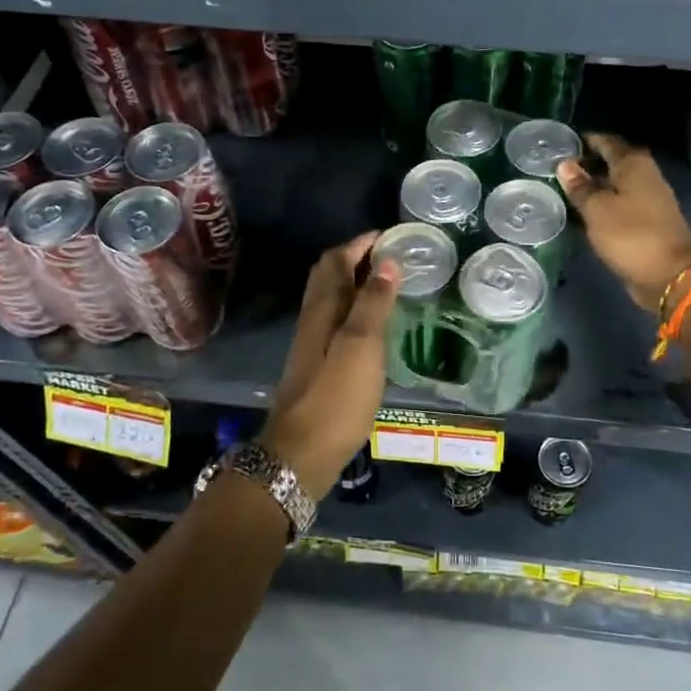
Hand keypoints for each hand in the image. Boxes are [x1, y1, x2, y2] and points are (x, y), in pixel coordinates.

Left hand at [257, 233, 399, 498]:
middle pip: (328, 276)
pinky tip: (373, 325)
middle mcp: (313, 320)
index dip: (360, 243)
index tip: (390, 235)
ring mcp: (312, 344)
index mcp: (322, 309)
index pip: (336, 260)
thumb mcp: (361, 346)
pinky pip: (336, 321)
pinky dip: (355, 309)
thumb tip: (386, 261)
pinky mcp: (318, 366)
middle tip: (389, 254)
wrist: (300, 455)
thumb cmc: (335, 397)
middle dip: (355, 257)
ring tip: (387, 283)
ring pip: (331, 299)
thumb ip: (373, 304)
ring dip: (355, 283)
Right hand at [557, 135, 690, 312]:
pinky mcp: (648, 221)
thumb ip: (580, 186)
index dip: (584, 142)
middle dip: (587, 164)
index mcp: (634, 165)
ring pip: (616, 185)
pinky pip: (620, 205)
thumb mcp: (597, 210)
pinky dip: (603, 205)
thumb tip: (565, 164)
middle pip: (612, 162)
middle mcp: (645, 176)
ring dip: (594, 187)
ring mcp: (649, 199)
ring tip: (565, 192)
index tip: (561, 147)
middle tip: (558, 171)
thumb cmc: (631, 235)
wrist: (670, 276)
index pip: (606, 142)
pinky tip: (584, 214)